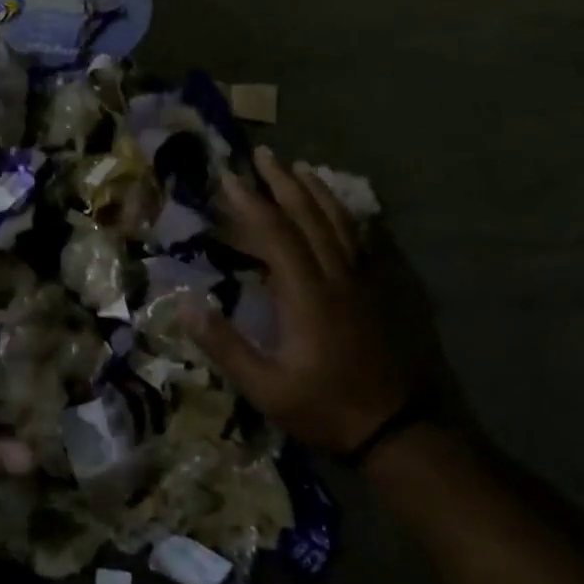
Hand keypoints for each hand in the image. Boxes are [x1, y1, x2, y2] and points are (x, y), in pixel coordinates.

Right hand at [182, 147, 412, 451]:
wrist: (400, 428)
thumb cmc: (326, 408)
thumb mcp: (265, 387)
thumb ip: (224, 344)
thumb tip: (183, 304)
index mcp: (306, 294)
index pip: (275, 233)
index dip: (250, 202)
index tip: (229, 178)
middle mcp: (338, 275)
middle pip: (309, 216)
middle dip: (283, 183)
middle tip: (264, 155)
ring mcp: (367, 280)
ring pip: (341, 223)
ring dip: (318, 192)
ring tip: (301, 168)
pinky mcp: (387, 291)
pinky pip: (368, 242)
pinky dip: (352, 218)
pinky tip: (347, 211)